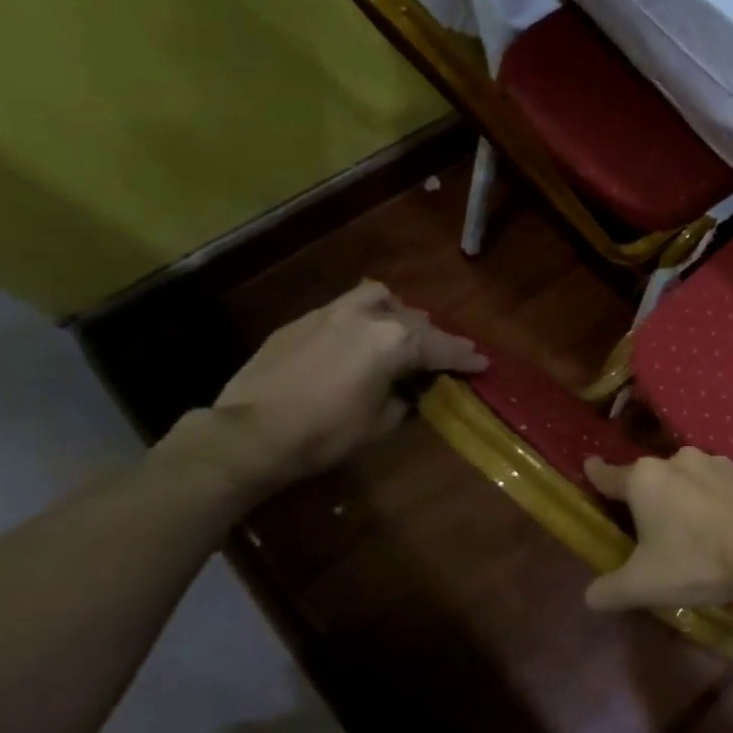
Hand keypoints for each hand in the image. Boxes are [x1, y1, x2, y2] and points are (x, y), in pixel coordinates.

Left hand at [164, 280, 486, 496]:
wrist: (250, 434)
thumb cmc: (326, 433)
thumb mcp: (381, 422)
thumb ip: (404, 397)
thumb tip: (407, 389)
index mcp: (395, 341)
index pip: (443, 348)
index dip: (466, 358)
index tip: (483, 363)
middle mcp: (368, 317)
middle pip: (415, 321)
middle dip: (436, 338)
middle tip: (447, 354)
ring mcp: (330, 314)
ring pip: (378, 298)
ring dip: (397, 312)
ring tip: (401, 330)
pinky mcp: (301, 322)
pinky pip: (344, 309)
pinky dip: (362, 319)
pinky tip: (358, 340)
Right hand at [582, 448, 732, 610]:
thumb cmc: (696, 561)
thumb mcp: (643, 585)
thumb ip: (609, 590)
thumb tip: (591, 596)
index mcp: (646, 478)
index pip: (610, 475)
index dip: (596, 474)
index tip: (589, 465)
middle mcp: (678, 460)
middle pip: (649, 478)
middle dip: (644, 497)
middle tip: (642, 525)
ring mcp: (715, 464)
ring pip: (684, 479)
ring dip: (679, 497)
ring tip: (682, 528)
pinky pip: (713, 488)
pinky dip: (708, 502)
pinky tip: (714, 526)